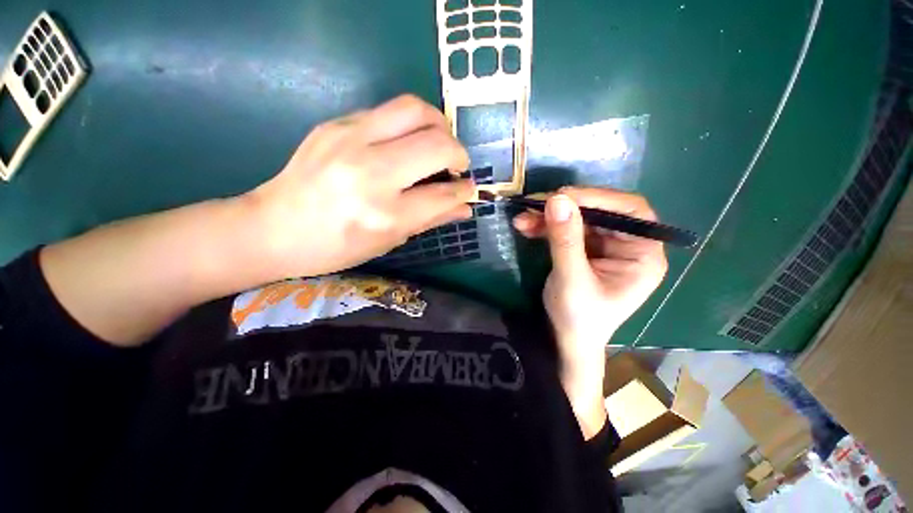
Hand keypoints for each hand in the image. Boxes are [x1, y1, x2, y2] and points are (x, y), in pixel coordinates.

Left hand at [245, 94, 474, 278]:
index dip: (464, 190)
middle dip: (458, 153)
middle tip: (457, 164)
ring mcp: (350, 140)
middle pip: (436, 144)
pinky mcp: (336, 124)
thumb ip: (430, 219)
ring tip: (438, 143)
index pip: (442, 194)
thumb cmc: (335, 247)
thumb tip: (464, 207)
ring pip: (415, 110)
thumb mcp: (388, 241)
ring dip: (438, 124)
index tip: (470, 188)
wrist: (273, 228)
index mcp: (384, 214)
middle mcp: (371, 173)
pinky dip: (408, 125)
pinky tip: (403, 144)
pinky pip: (387, 112)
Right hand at [513, 188, 666, 437]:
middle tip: (532, 206)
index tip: (562, 196)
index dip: (598, 198)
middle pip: (599, 211)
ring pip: (578, 218)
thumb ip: (566, 240)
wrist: (565, 339)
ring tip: (521, 219)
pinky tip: (526, 226)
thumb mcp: (571, 280)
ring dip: (548, 216)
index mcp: (643, 255)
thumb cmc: (578, 318)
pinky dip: (545, 226)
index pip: (630, 211)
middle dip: (564, 208)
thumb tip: (557, 199)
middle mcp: (627, 245)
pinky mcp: (584, 248)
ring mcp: (604, 245)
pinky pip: (565, 228)